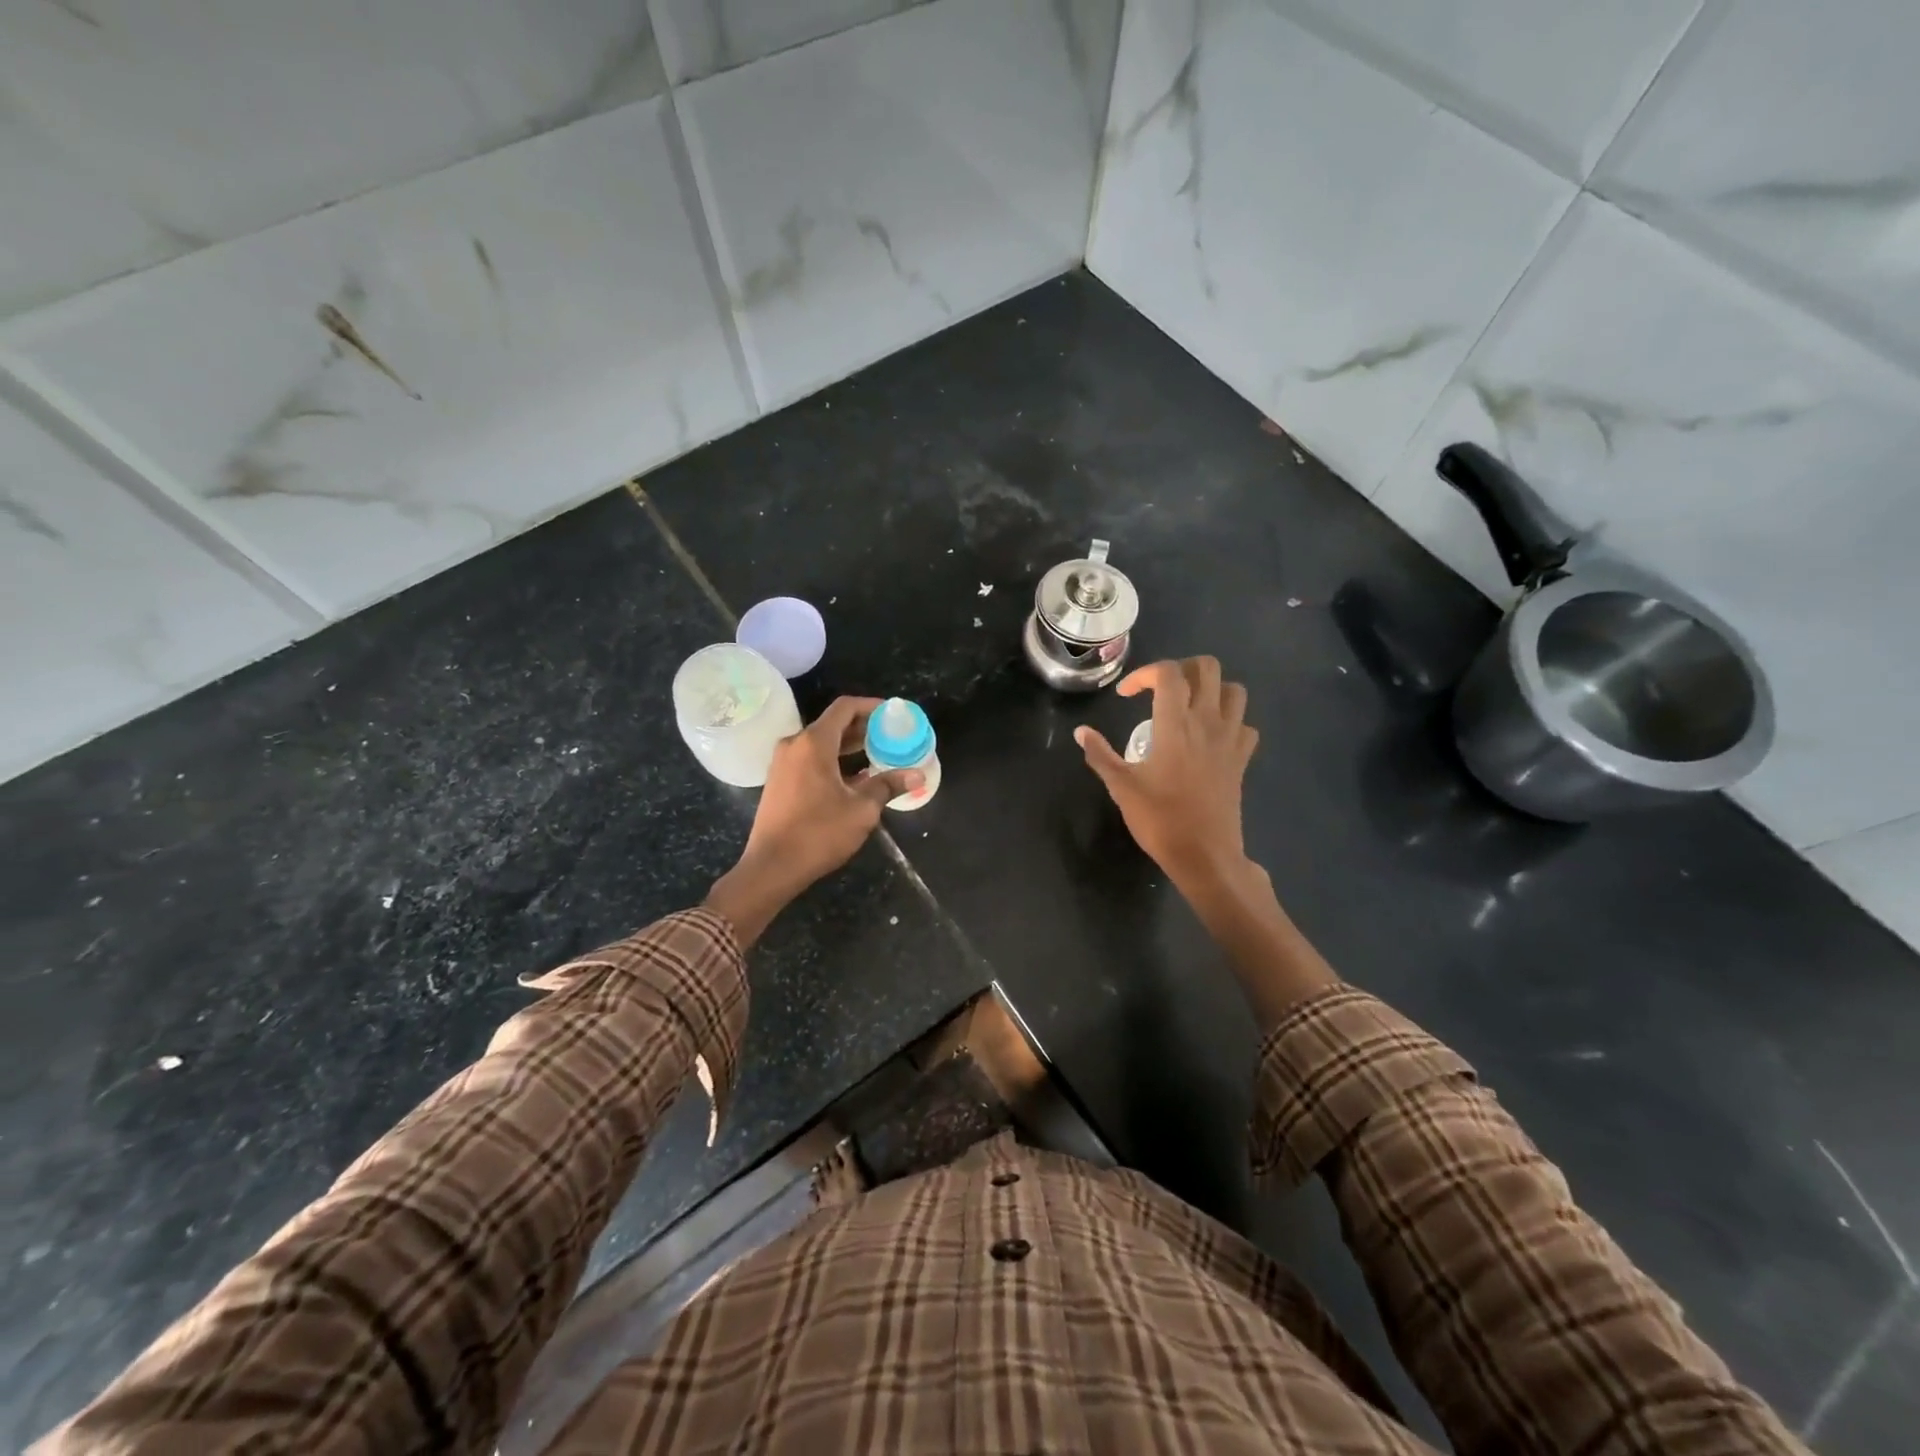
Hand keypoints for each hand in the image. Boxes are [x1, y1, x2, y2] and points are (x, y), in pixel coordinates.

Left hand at [707, 697, 921, 944]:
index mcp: (814, 743)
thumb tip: (917, 775)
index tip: (893, 713)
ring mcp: (783, 763)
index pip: (845, 708)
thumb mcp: (861, 810)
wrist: (772, 867)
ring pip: (821, 743)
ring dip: (849, 747)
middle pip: (833, 724)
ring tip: (879, 756)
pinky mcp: (780, 781)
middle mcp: (795, 745)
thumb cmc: (818, 834)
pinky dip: (833, 761)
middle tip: (891, 736)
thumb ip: (888, 786)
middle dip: (863, 728)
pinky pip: (810, 759)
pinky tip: (855, 778)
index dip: (871, 706)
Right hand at [1075, 657, 1258, 890]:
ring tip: (1188, 704)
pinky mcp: (1242, 759)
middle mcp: (1207, 722)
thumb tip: (1081, 731)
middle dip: (1181, 669)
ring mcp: (1230, 740)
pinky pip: (1245, 725)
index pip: (1168, 674)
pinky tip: (1211, 736)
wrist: (1205, 855)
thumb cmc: (1160, 820)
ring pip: (1234, 690)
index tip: (1125, 695)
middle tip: (1159, 689)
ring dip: (1211, 688)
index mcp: (1175, 724)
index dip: (1143, 674)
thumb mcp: (1121, 787)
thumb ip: (1100, 754)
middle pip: (1206, 668)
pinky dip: (1231, 721)